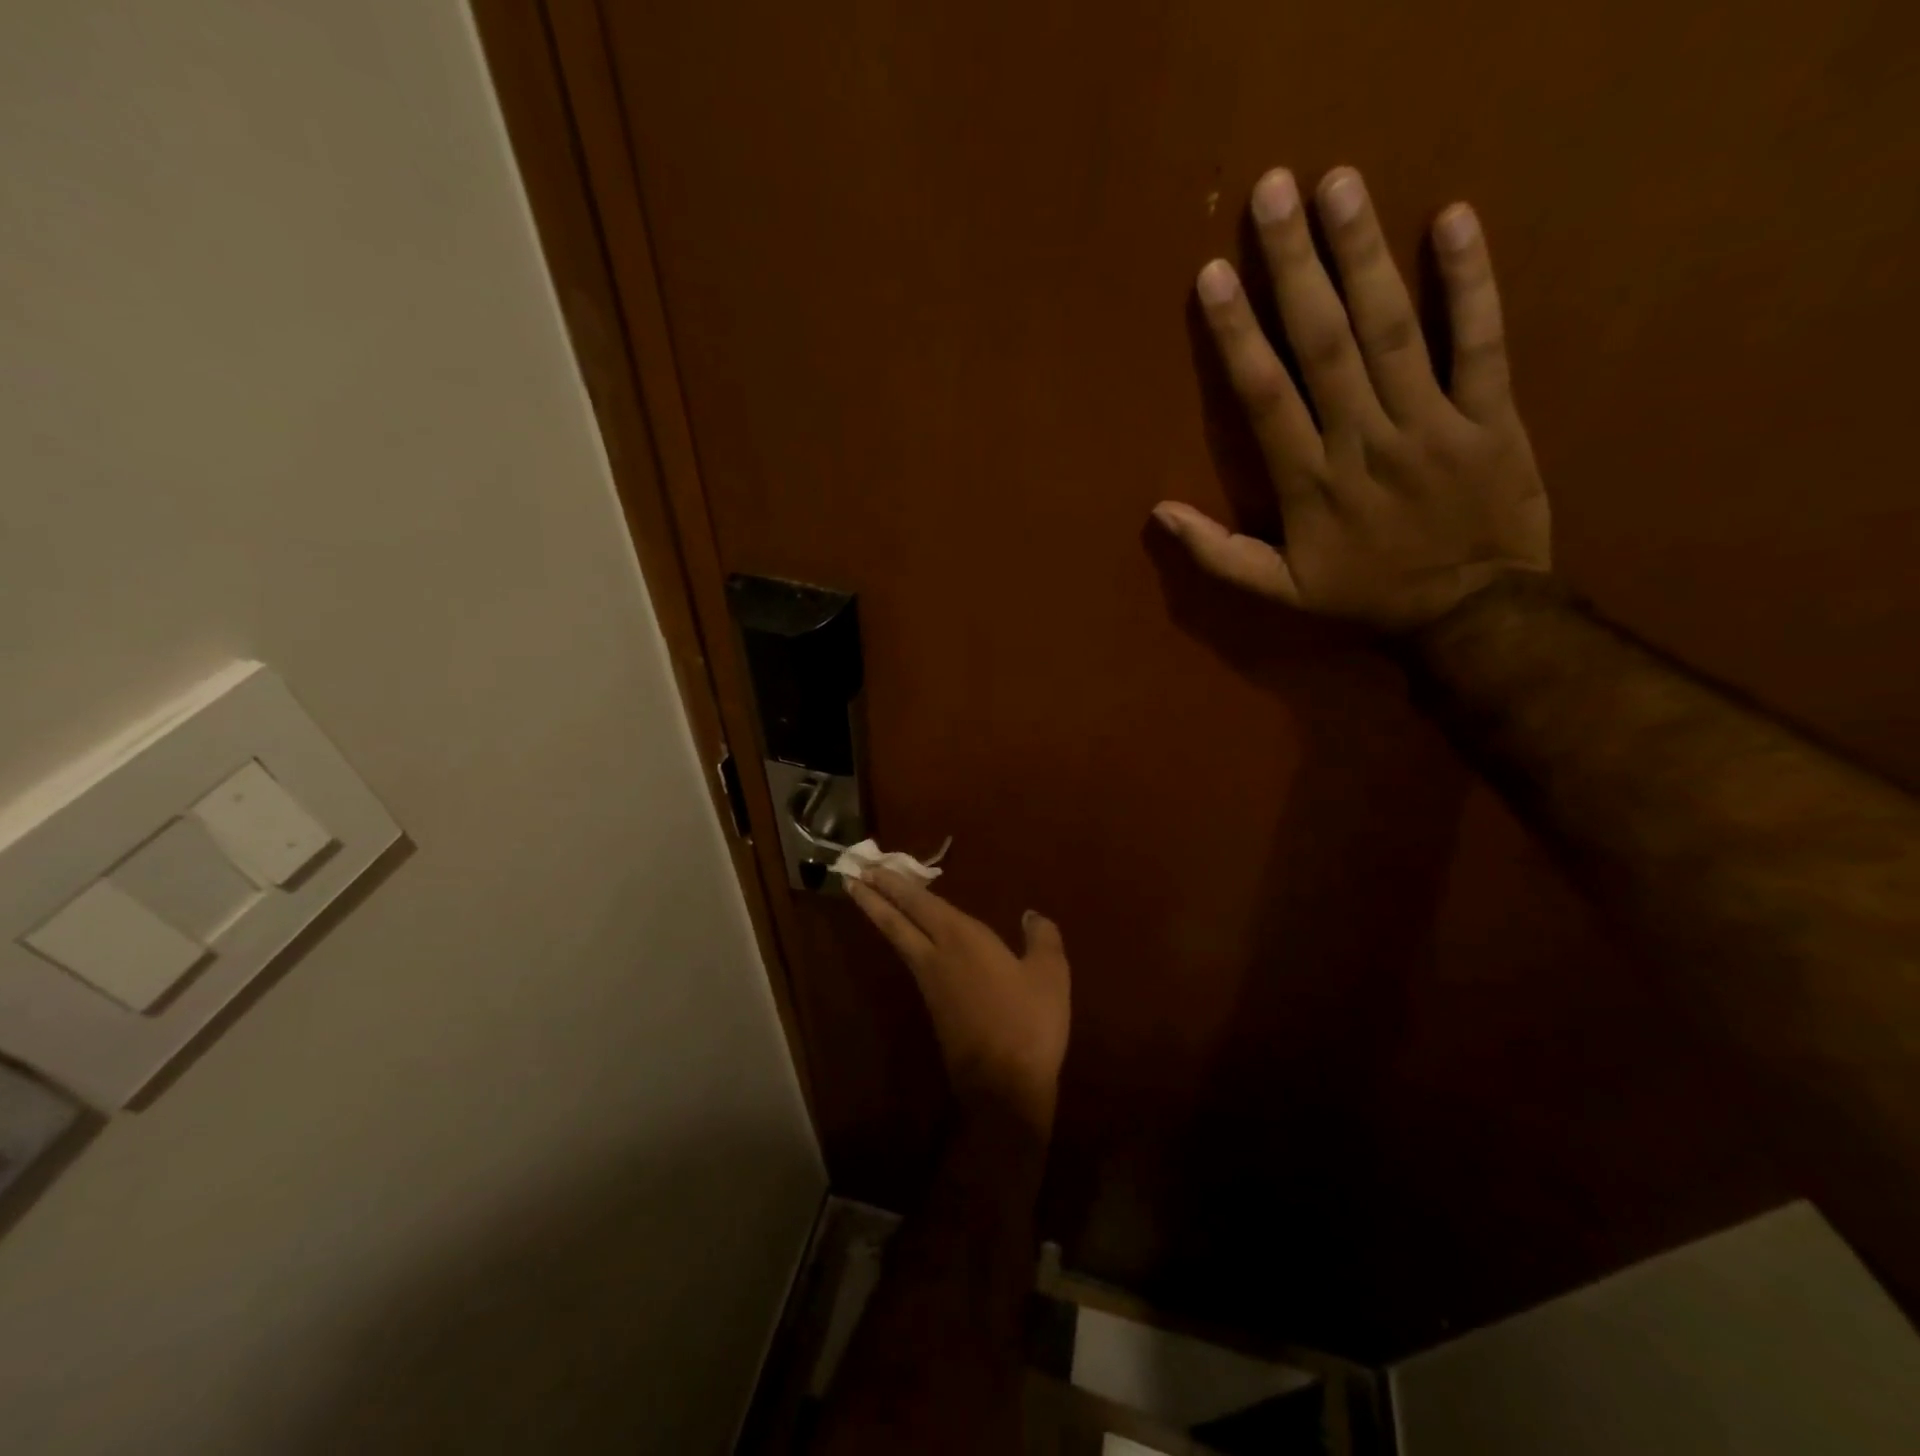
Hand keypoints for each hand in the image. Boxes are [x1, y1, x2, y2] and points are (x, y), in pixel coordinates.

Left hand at [847, 871, 1070, 1134]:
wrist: (1003, 1086)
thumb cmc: (1027, 1021)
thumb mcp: (1049, 974)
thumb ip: (1042, 938)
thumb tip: (1031, 915)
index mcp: (961, 938)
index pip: (920, 902)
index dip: (896, 883)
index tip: (873, 866)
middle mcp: (936, 956)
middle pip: (896, 921)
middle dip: (873, 897)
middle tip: (851, 877)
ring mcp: (930, 985)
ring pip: (900, 942)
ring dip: (883, 918)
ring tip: (872, 901)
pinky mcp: (934, 1009)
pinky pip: (913, 962)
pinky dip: (905, 942)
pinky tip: (915, 942)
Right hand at [1154, 167, 1550, 632]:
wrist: (1470, 614)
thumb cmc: (1364, 598)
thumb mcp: (1279, 592)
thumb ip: (1218, 555)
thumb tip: (1158, 512)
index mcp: (1310, 485)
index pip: (1266, 397)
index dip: (1238, 335)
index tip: (1213, 277)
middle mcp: (1364, 443)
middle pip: (1325, 345)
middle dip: (1294, 268)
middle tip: (1272, 192)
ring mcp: (1431, 424)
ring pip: (1392, 331)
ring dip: (1364, 255)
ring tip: (1339, 185)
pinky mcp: (1492, 415)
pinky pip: (1481, 341)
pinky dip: (1470, 281)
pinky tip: (1453, 219)